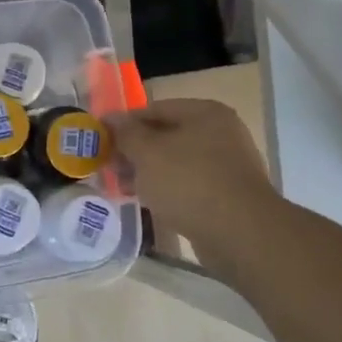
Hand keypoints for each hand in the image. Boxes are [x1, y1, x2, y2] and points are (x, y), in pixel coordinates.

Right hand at [108, 98, 278, 244]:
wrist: (239, 233)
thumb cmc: (189, 182)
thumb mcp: (147, 153)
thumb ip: (126, 133)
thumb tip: (111, 118)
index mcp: (204, 113)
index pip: (154, 109)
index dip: (124, 124)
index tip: (101, 142)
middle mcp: (220, 133)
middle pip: (165, 136)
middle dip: (134, 152)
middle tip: (109, 168)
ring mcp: (226, 164)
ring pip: (175, 162)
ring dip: (148, 173)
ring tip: (122, 188)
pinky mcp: (226, 194)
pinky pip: (188, 184)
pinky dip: (167, 190)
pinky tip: (147, 202)